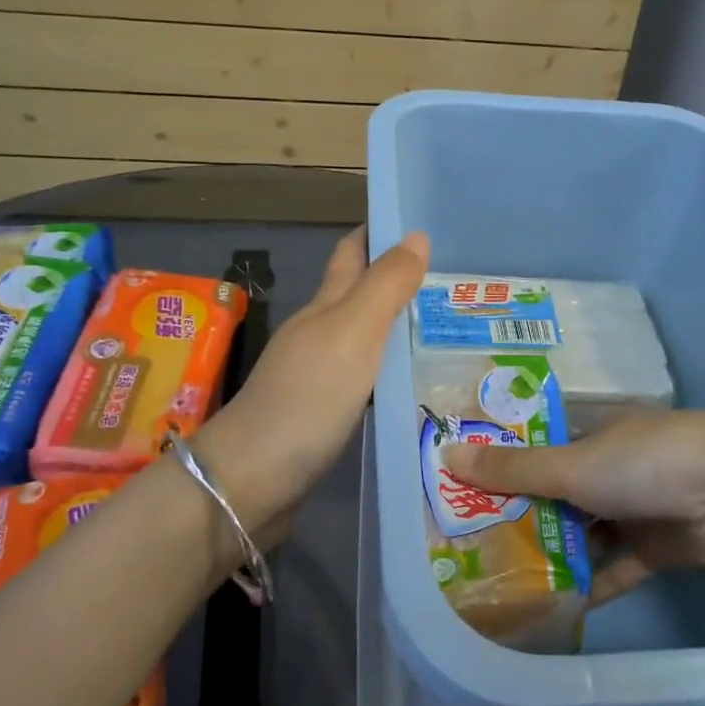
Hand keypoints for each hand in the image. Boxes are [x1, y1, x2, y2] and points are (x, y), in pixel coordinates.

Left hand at [195, 227, 428, 540]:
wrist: (251, 479)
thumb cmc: (307, 397)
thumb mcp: (353, 333)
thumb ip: (385, 286)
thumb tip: (416, 235)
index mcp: (325, 307)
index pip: (351, 254)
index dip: (379, 234)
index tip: (422, 226)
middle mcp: (320, 334)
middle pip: (358, 295)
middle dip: (397, 281)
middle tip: (453, 281)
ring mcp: (319, 376)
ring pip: (364, 339)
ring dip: (398, 327)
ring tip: (448, 327)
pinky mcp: (324, 415)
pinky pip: (366, 379)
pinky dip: (391, 370)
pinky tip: (416, 381)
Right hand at [443, 410, 704, 602]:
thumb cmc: (645, 463)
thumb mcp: (571, 464)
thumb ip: (513, 469)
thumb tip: (447, 455)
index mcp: (591, 434)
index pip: (536, 447)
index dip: (500, 465)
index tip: (461, 491)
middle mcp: (609, 468)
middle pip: (555, 493)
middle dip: (520, 516)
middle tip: (470, 545)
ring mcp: (633, 510)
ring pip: (582, 533)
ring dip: (551, 554)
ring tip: (501, 581)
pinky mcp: (655, 550)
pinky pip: (612, 568)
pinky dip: (588, 585)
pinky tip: (551, 607)